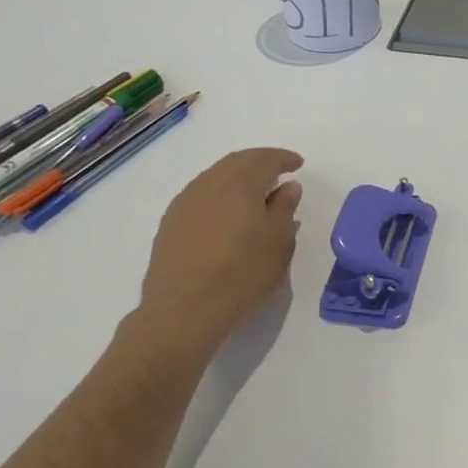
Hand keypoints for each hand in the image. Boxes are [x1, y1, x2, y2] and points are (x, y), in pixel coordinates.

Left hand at [125, 147, 303, 368]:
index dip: (283, 158)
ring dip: (237, 179)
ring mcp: (184, 203)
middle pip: (236, 163)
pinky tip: (227, 215)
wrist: (184, 309)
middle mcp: (208, 183)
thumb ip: (285, 207)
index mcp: (238, 182)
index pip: (264, 158)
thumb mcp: (279, 241)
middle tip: (278, 172)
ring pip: (215, 178)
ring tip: (254, 194)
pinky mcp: (170, 224)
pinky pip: (200, 197)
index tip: (298, 164)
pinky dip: (220, 196)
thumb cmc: (243, 272)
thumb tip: (288, 186)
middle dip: (259, 163)